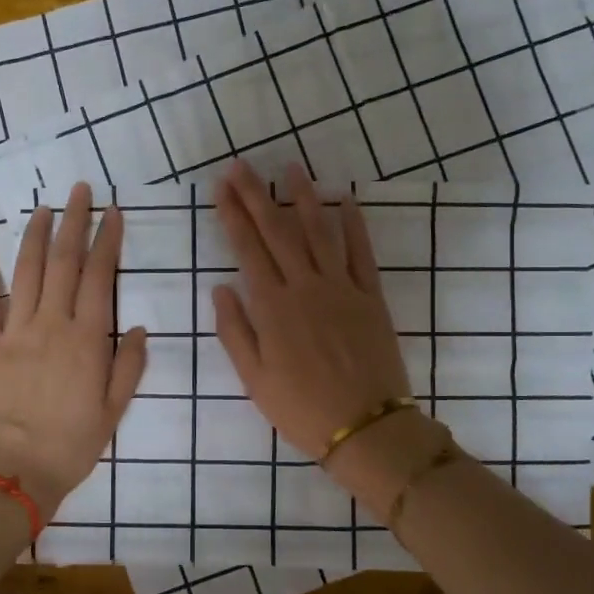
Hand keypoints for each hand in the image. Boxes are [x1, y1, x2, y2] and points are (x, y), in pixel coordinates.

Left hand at [0, 184, 147, 522]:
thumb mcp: (113, 411)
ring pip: (26, 272)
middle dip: (74, 222)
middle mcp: (51, 324)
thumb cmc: (71, 445)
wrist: (12, 471)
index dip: (107, 241)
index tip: (113, 212)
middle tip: (79, 190)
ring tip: (43, 208)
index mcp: (87, 339)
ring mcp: (14, 332)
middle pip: (64, 263)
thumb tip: (140, 329)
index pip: (100, 277)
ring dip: (35, 237)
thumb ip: (128, 366)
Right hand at [211, 160, 419, 456]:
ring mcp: (342, 288)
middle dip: (257, 195)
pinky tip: (344, 200)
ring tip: (291, 168)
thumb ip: (235, 331)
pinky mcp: (371, 297)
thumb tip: (222, 288)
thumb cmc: (301, 409)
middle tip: (242, 166)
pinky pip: (362, 253)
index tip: (221, 187)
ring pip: (319, 232)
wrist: (366, 428)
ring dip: (303, 198)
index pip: (248, 249)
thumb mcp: (254, 379)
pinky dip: (354, 225)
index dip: (233, 215)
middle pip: (278, 232)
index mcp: (273, 307)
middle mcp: (305, 287)